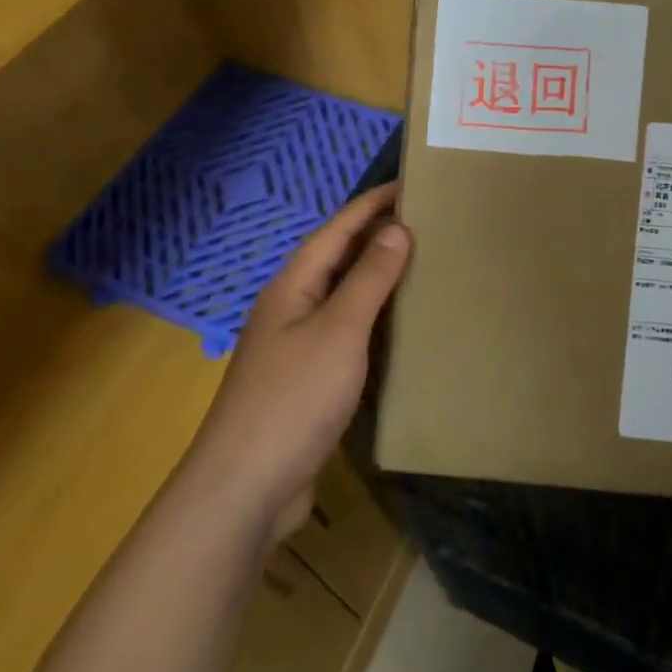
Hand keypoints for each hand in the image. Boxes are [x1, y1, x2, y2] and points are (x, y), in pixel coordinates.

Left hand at [183, 184, 409, 543]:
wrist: (245, 488)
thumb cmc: (294, 398)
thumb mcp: (339, 331)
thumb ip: (368, 279)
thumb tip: (395, 228)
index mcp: (293, 286)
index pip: (338, 230)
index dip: (372, 205)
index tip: (410, 184)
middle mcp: (291, 308)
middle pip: (338, 260)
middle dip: (377, 238)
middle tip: (427, 224)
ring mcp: (296, 347)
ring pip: (342, 299)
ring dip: (377, 281)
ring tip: (421, 268)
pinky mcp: (306, 382)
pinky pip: (346, 336)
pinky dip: (374, 324)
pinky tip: (400, 331)